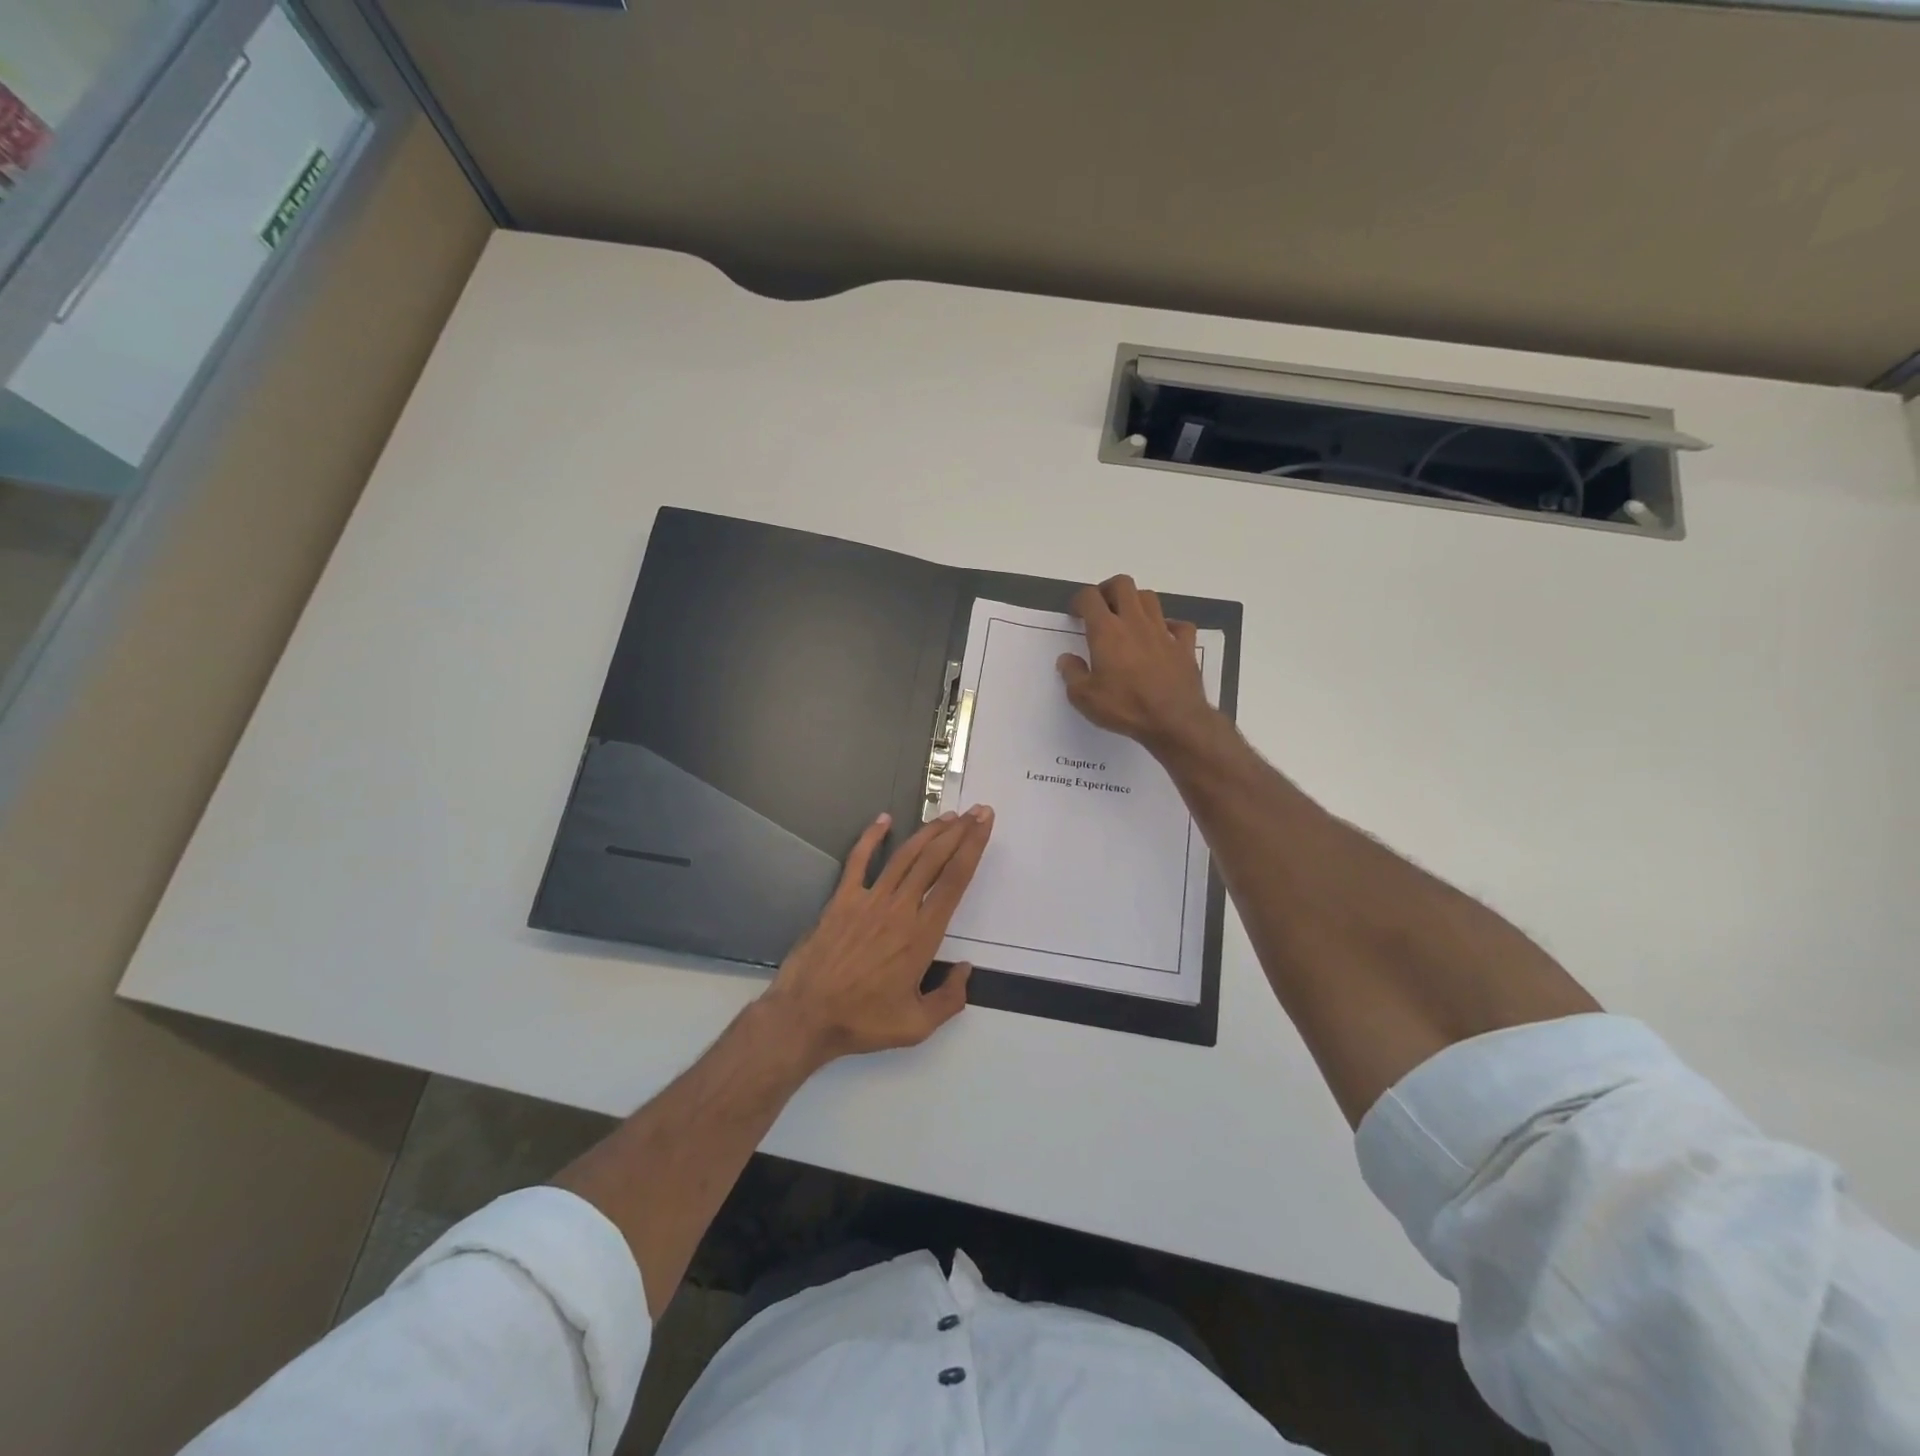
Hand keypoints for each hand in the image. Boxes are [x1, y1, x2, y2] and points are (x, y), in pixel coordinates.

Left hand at [762, 806, 993, 1065]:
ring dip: (928, 833)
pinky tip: (883, 819)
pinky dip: (871, 837)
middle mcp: (899, 909)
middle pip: (934, 860)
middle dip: (959, 832)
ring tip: (947, 816)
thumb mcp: (916, 1025)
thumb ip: (950, 999)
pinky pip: (858, 861)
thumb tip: (966, 970)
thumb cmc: (863, 1021)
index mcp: (922, 935)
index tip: (984, 825)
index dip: (972, 848)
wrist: (806, 1015)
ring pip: (904, 856)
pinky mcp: (841, 899)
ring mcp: (868, 900)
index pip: (954, 881)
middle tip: (976, 812)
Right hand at [1057, 575, 1216, 753]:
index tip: (1075, 614)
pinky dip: (1169, 626)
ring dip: (1136, 602)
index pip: (1090, 597)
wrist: (1174, 720)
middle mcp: (1135, 622)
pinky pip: (1179, 625)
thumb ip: (1072, 674)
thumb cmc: (1125, 707)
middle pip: (1122, 584)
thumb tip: (1067, 659)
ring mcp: (1163, 631)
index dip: (1079, 600)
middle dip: (1108, 590)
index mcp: (1107, 631)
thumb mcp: (1084, 698)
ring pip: (1149, 598)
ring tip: (1128, 619)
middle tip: (1101, 607)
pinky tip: (1162, 637)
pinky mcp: (1184, 646)